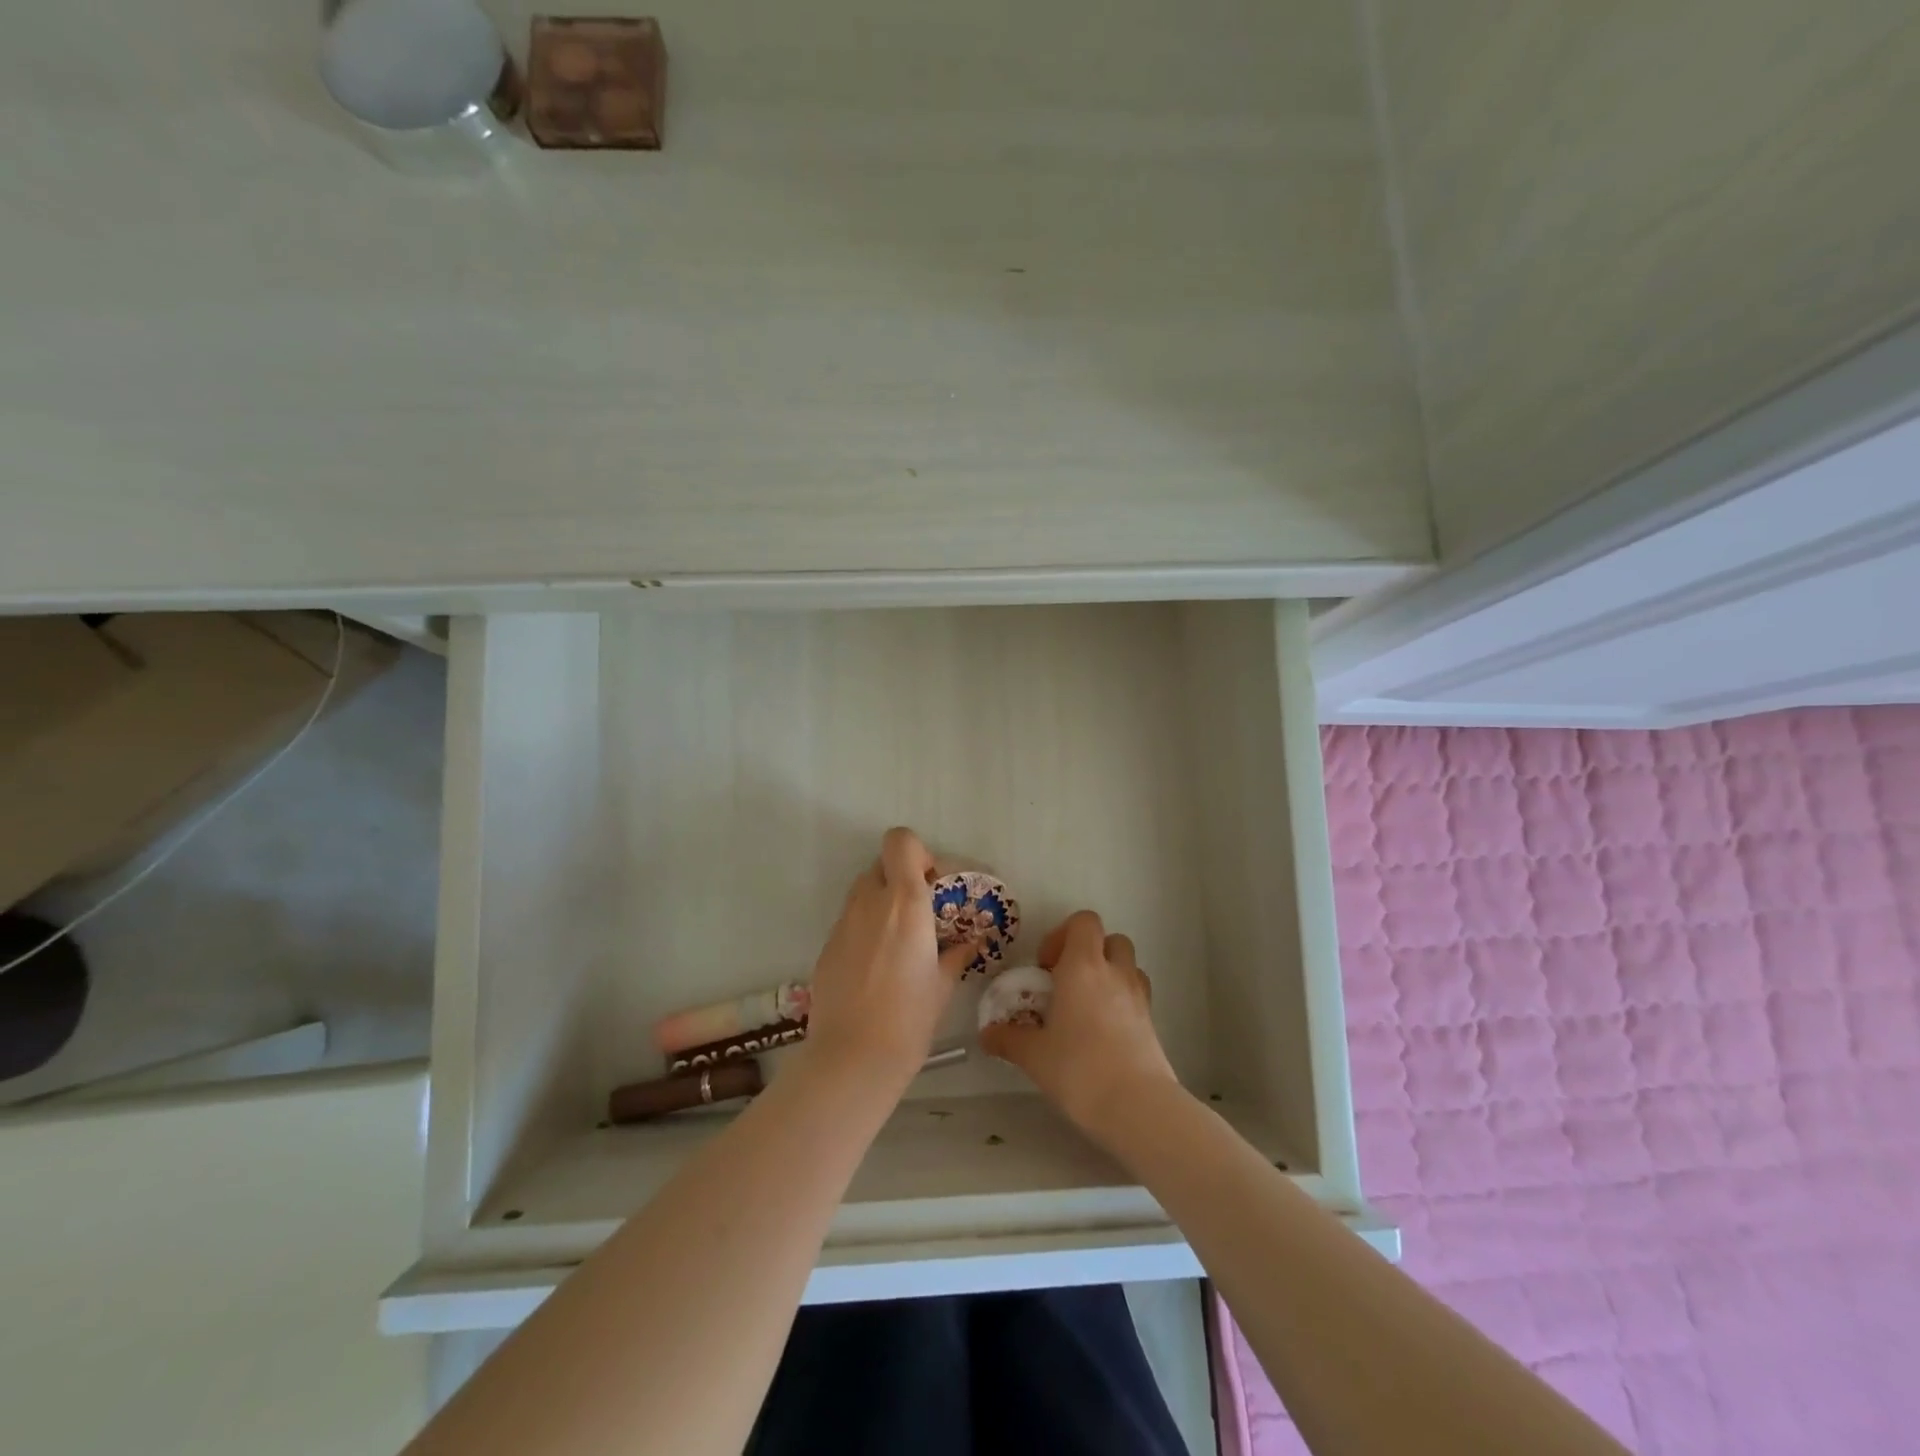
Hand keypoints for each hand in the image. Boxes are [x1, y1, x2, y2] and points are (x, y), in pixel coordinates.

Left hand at [801, 827, 979, 1095]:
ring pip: (863, 892)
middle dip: (901, 879)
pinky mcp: (826, 946)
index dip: (916, 853)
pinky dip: (865, 929)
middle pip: (881, 864)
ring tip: (899, 942)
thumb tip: (968, 944)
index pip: (900, 841)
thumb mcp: (942, 985)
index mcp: (905, 902)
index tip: (931, 883)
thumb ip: (955, 954)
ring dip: (882, 902)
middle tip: (920, 913)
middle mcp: (870, 902)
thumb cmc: (909, 1018)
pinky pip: (850, 921)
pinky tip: (876, 967)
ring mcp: (843, 923)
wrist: (853, 1058)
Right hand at [980, 909, 1179, 1145]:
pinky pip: (1137, 993)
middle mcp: (1114, 972)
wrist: (1136, 1106)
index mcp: (1083, 966)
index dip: (1063, 934)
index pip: (1083, 921)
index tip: (1046, 966)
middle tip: (1066, 981)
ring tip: (1087, 1004)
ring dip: (1109, 973)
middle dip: (1088, 952)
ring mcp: (1138, 995)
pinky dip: (1122, 999)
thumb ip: (1008, 1039)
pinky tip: (1103, 1029)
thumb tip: (987, 1035)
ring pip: (1127, 964)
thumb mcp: (1034, 1055)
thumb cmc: (1078, 1068)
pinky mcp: (1152, 1021)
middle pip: (1109, 938)